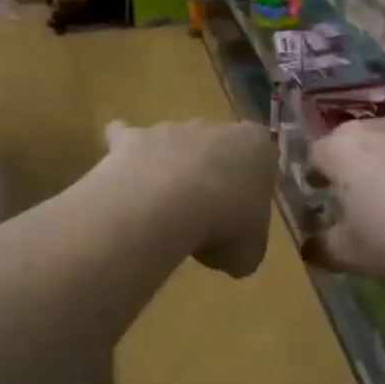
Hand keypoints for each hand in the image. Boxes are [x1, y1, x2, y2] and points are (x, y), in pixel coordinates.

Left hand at [103, 119, 275, 277]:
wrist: (168, 206)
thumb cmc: (224, 226)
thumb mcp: (248, 254)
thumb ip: (244, 247)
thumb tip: (231, 255)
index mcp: (257, 149)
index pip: (262, 159)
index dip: (253, 188)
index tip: (243, 215)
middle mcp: (215, 129)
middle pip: (217, 148)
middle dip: (212, 174)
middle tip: (204, 214)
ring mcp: (172, 129)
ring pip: (174, 142)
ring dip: (171, 167)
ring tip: (162, 207)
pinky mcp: (133, 137)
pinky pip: (124, 136)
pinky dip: (123, 151)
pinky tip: (121, 174)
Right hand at [305, 115, 384, 286]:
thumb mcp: (354, 256)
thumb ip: (323, 250)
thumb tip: (308, 248)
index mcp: (340, 149)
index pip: (313, 157)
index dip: (314, 180)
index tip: (320, 200)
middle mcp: (375, 125)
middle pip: (354, 146)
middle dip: (353, 171)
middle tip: (360, 203)